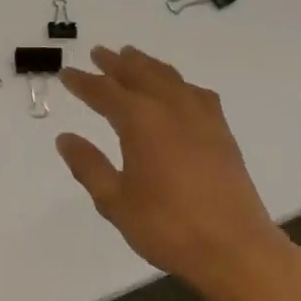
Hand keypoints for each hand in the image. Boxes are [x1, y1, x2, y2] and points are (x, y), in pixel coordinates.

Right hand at [58, 46, 290, 299]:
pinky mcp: (221, 131)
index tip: (66, 73)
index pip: (104, 92)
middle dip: (116, 63)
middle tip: (98, 53)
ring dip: (146, 65)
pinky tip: (177, 90)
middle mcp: (170, 108)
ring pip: (168, 77)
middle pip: (139, 74)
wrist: (234, 248)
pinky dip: (178, 83)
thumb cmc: (168, 227)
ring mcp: (200, 116)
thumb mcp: (115, 201)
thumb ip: (89, 165)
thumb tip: (65, 138)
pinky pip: (196, 92)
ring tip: (132, 56)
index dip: (83, 82)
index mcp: (140, 121)